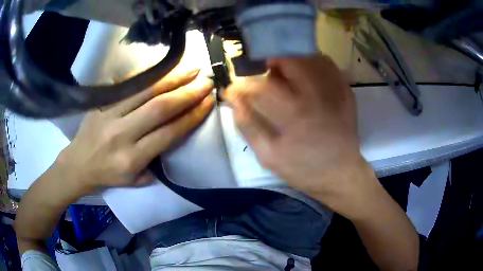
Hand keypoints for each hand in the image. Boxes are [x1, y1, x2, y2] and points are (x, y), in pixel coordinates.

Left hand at [56, 70, 213, 193]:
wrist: (76, 164)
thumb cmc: (107, 176)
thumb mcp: (134, 181)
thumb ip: (155, 164)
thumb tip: (174, 137)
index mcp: (132, 159)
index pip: (169, 133)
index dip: (192, 116)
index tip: (208, 102)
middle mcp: (122, 134)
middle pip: (159, 108)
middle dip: (187, 93)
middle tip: (206, 81)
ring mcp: (109, 115)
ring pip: (144, 91)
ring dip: (171, 77)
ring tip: (191, 68)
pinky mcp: (100, 102)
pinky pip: (127, 84)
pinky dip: (148, 74)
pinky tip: (163, 66)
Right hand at [225, 54, 374, 216]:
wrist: (341, 174)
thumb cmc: (304, 169)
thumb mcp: (269, 156)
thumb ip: (248, 125)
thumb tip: (233, 100)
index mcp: (294, 116)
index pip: (260, 87)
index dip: (242, 86)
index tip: (234, 90)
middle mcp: (316, 97)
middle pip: (289, 60)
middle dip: (269, 60)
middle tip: (263, 71)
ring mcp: (335, 91)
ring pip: (309, 57)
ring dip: (291, 59)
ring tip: (284, 73)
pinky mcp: (346, 91)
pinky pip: (328, 65)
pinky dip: (312, 63)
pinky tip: (306, 75)